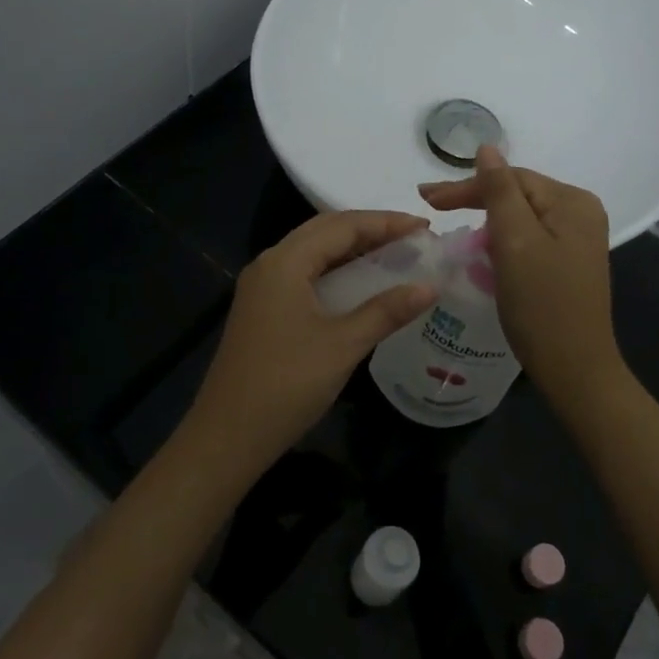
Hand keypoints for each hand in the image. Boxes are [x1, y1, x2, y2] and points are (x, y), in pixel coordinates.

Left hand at [189, 211, 436, 473]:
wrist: (227, 436)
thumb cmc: (287, 384)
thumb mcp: (343, 345)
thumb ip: (387, 311)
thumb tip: (430, 286)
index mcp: (285, 261)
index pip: (342, 225)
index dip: (385, 222)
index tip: (424, 226)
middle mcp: (270, 264)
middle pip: (325, 231)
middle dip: (369, 229)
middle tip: (412, 238)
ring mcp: (262, 287)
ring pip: (313, 252)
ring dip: (352, 249)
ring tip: (393, 254)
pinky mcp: (262, 309)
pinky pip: (304, 274)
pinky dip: (335, 271)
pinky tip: (359, 286)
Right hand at [417, 146, 620, 398]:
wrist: (575, 369)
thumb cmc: (542, 304)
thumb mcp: (515, 241)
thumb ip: (499, 190)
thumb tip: (487, 147)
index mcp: (573, 201)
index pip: (511, 178)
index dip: (467, 186)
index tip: (426, 198)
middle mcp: (581, 213)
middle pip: (517, 194)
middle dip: (475, 200)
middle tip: (430, 205)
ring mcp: (577, 239)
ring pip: (520, 217)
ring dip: (486, 220)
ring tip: (451, 224)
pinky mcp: (568, 262)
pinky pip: (528, 238)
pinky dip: (502, 240)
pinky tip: (482, 248)